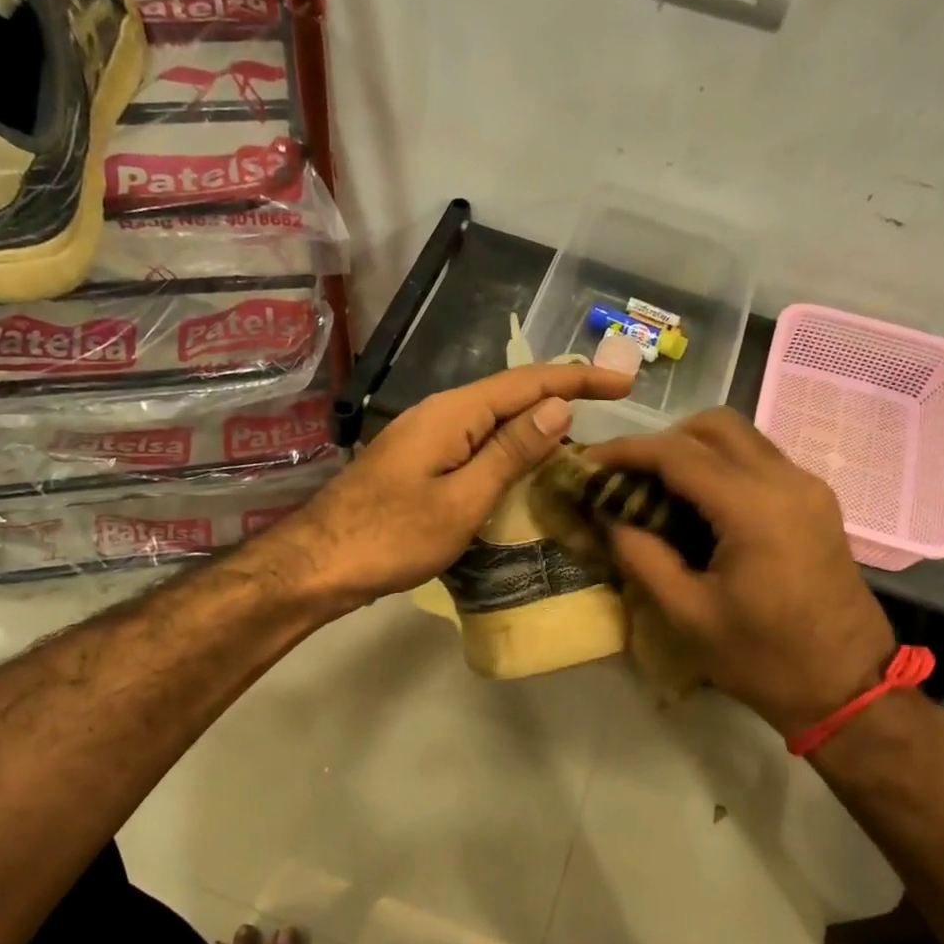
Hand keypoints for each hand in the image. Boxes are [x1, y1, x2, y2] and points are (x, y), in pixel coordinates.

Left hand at [269, 363, 634, 610]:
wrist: (319, 562)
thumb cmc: (392, 536)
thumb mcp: (462, 500)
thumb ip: (510, 453)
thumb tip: (559, 409)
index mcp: (455, 413)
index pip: (529, 383)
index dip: (579, 381)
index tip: (624, 384)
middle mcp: (440, 413)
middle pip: (511, 394)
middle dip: (562, 397)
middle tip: (610, 409)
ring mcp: (425, 435)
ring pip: (493, 418)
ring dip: (536, 423)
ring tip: (580, 437)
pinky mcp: (418, 460)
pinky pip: (475, 441)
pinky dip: (508, 446)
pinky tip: (524, 464)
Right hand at [585, 409, 895, 738]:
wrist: (848, 686)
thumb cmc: (763, 658)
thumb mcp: (688, 615)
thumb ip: (642, 557)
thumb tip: (608, 518)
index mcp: (753, 508)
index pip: (678, 453)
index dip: (627, 451)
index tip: (590, 461)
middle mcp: (786, 481)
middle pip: (714, 426)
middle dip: (662, 440)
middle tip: (628, 475)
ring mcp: (808, 487)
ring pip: (741, 437)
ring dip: (694, 448)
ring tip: (658, 488)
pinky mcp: (817, 501)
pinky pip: (761, 459)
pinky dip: (722, 464)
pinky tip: (700, 504)